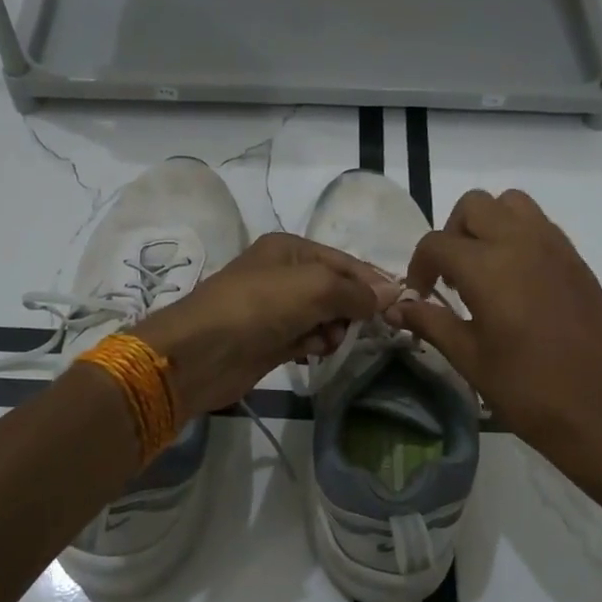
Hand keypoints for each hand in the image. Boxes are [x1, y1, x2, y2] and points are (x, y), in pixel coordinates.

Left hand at [137, 232, 397, 415]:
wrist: (201, 352)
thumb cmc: (259, 306)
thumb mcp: (315, 287)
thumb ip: (355, 291)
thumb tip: (391, 294)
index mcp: (290, 249)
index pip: (344, 262)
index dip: (372, 282)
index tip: (401, 305)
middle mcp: (283, 274)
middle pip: (335, 289)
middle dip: (353, 307)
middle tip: (370, 328)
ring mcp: (275, 309)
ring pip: (323, 316)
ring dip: (335, 328)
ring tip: (331, 341)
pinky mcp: (270, 340)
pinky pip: (307, 337)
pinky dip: (316, 343)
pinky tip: (316, 351)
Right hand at [389, 189, 601, 475]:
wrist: (599, 410)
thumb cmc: (526, 388)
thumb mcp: (469, 358)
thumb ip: (431, 322)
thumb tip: (395, 307)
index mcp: (488, 267)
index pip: (436, 243)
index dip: (419, 267)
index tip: (421, 295)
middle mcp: (520, 242)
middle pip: (474, 206)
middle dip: (452, 234)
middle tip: (452, 275)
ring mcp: (554, 247)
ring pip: (511, 203)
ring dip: (488, 224)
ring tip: (485, 268)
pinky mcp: (576, 260)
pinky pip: (540, 225)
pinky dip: (519, 235)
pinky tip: (517, 280)